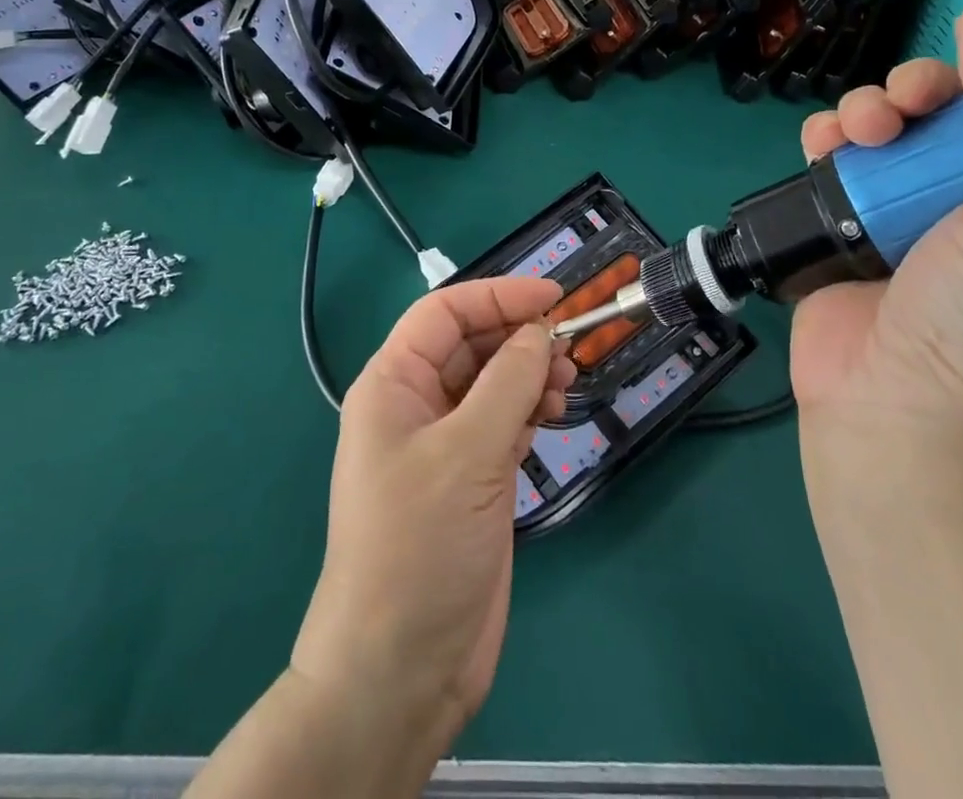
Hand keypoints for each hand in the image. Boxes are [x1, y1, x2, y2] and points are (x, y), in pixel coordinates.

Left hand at [290, 278, 575, 757]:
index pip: (445, 313)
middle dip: (519, 338)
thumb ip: (508, 384)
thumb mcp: (466, 453)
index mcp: (393, 383)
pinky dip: (530, 410)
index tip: (553, 298)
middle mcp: (416, 404)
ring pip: (492, 382)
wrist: (402, 667)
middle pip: (472, 345)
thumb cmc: (419, 544)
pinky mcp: (470, 478)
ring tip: (567, 384)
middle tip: (570, 347)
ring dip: (530, 374)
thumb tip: (541, 332)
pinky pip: (503, 421)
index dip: (497, 296)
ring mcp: (444, 443)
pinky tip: (552, 415)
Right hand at [792, 0, 962, 483]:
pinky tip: (819, 148)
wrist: (895, 423)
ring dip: (863, 111)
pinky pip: (835, 157)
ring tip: (848, 137)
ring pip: (885, 125)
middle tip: (896, 112)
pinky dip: (825, 140)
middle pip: (948, 106)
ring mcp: (907, 212)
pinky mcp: (847, 225)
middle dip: (916, 90)